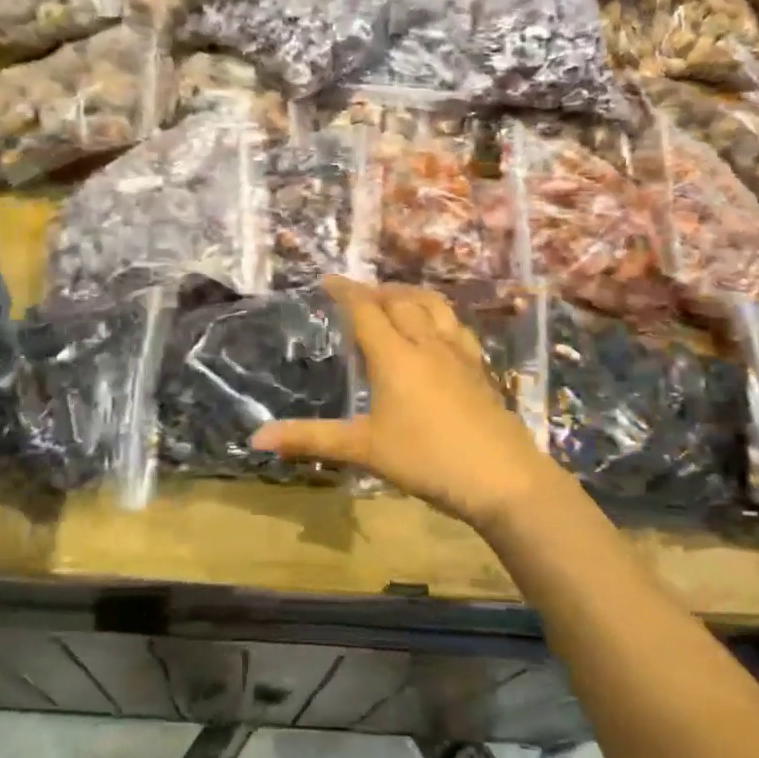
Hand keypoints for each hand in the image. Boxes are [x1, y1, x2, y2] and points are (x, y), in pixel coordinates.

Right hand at [250, 278, 568, 529]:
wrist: (502, 478)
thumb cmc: (426, 459)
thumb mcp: (364, 449)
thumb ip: (311, 439)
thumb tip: (256, 438)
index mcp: (395, 356)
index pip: (366, 310)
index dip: (346, 291)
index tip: (329, 280)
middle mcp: (427, 344)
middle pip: (401, 300)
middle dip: (377, 291)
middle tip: (359, 295)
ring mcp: (459, 355)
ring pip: (434, 307)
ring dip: (410, 295)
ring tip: (396, 300)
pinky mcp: (480, 370)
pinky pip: (456, 328)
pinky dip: (439, 317)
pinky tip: (438, 333)